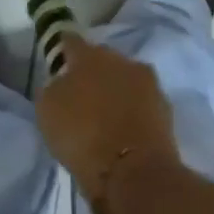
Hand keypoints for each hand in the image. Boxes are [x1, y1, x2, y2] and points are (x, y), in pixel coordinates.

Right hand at [37, 37, 182, 205]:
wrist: (135, 172)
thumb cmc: (82, 136)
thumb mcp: (47, 111)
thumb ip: (53, 88)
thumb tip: (61, 82)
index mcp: (89, 55)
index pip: (71, 41)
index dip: (63, 50)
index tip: (58, 62)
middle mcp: (121, 60)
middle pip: (102, 58)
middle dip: (93, 71)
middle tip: (82, 93)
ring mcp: (148, 83)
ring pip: (125, 79)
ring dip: (116, 90)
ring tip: (105, 114)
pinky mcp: (166, 109)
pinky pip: (142, 103)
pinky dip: (133, 111)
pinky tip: (124, 128)